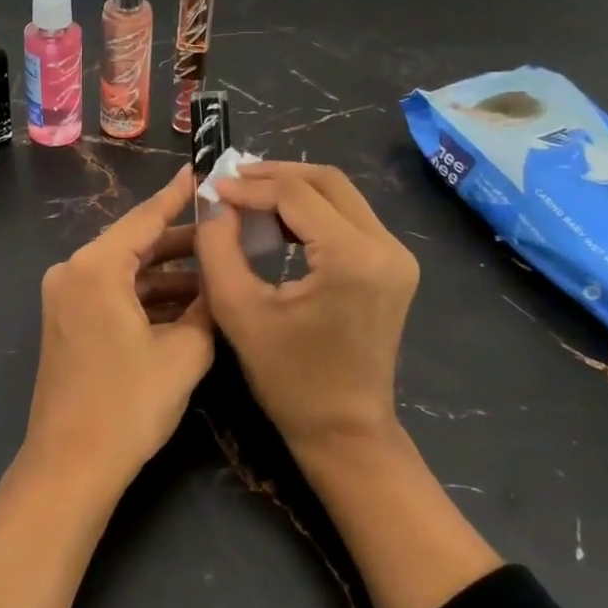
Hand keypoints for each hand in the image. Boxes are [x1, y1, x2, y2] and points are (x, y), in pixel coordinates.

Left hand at [24, 165, 215, 490]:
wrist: (70, 466)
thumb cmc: (128, 404)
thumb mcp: (184, 352)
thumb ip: (207, 306)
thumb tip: (220, 279)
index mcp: (96, 267)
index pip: (146, 218)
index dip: (178, 196)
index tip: (202, 171)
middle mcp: (73, 271)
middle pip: (135, 242)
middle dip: (181, 241)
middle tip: (226, 229)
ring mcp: (66, 296)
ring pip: (126, 269)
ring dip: (167, 272)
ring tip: (216, 269)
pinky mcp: (68, 320)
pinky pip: (112, 291)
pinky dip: (146, 294)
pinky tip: (187, 302)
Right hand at [197, 163, 497, 607]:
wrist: (345, 432)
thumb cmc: (289, 379)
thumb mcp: (239, 310)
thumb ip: (218, 247)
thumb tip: (214, 201)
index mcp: (353, 258)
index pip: (296, 194)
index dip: (250, 186)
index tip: (212, 187)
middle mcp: (386, 246)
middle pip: (326, 182)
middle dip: (274, 175)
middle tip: (231, 182)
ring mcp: (396, 255)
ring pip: (340, 194)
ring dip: (293, 189)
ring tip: (247, 197)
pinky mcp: (393, 265)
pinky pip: (349, 217)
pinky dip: (311, 210)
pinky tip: (276, 221)